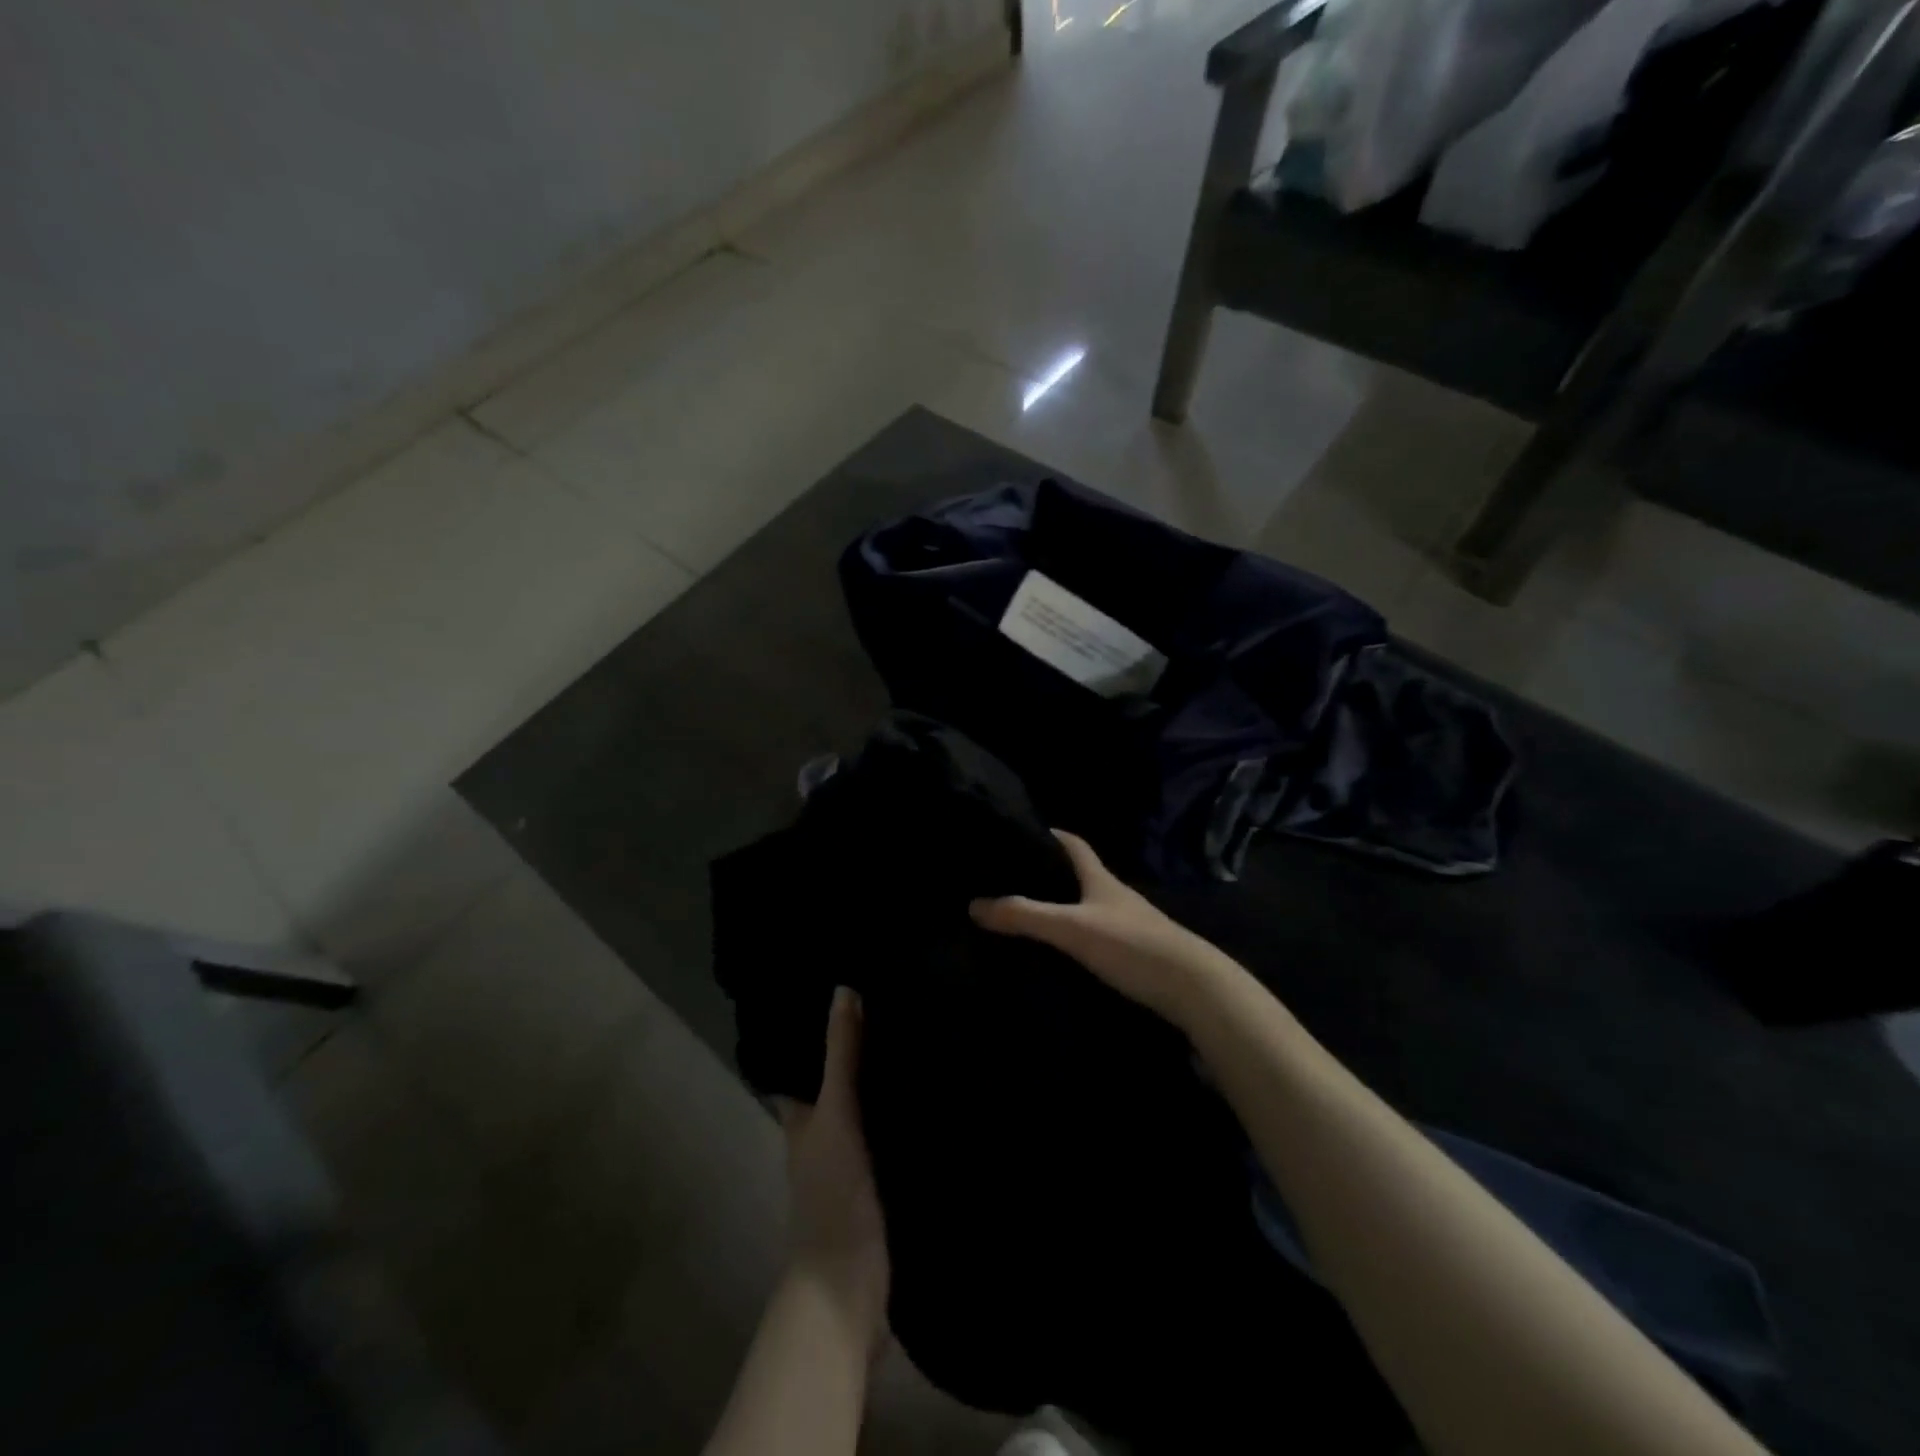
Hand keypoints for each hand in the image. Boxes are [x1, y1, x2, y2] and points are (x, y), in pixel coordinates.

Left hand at [774, 987, 889, 1356]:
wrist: (852, 1283)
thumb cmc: (833, 1192)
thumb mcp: (835, 1114)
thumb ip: (841, 1057)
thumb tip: (843, 988)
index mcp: (800, 1118)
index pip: (801, 1062)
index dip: (814, 1030)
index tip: (843, 989)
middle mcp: (822, 1133)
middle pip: (837, 1082)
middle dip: (858, 1049)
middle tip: (892, 1000)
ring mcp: (852, 1159)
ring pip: (866, 1106)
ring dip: (883, 1079)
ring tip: (919, 1031)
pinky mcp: (882, 1179)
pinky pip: (892, 1132)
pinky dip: (904, 1111)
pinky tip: (933, 1088)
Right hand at [970, 830, 1231, 1024]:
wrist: (1196, 989)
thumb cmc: (1132, 945)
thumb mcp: (1072, 928)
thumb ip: (1025, 916)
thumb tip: (974, 904)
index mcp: (1101, 880)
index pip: (1074, 844)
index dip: (1052, 834)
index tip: (1024, 830)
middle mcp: (1117, 897)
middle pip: (1081, 875)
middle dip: (1051, 873)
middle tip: (1013, 879)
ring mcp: (1131, 926)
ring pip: (1090, 908)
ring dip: (1064, 908)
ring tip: (1029, 917)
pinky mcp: (1138, 955)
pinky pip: (1099, 937)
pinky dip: (1078, 938)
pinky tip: (1062, 955)